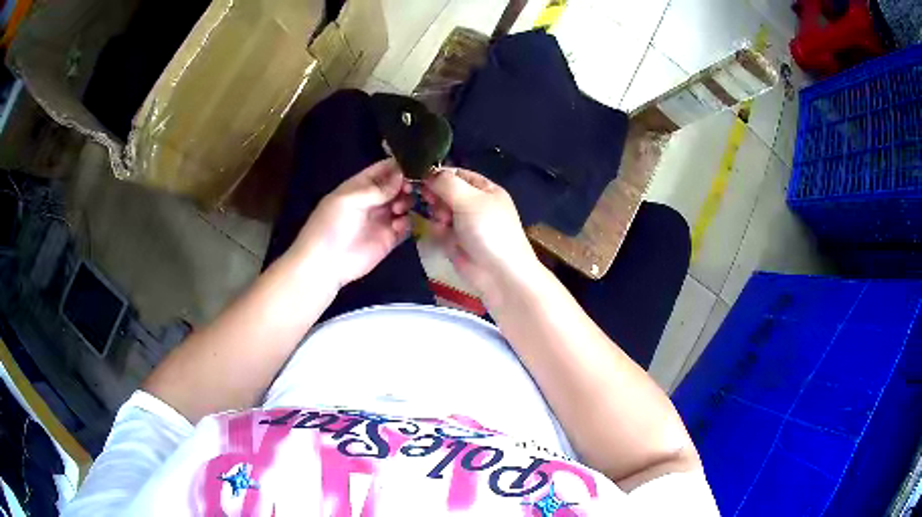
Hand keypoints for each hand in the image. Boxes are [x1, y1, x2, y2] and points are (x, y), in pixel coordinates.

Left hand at [290, 159, 412, 288]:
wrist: (325, 263)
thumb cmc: (331, 225)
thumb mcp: (349, 199)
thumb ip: (376, 189)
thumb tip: (401, 176)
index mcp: (360, 186)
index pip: (383, 169)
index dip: (398, 166)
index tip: (413, 167)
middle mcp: (373, 200)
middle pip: (397, 186)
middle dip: (406, 185)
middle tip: (408, 190)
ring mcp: (382, 219)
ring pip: (404, 204)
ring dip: (407, 203)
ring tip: (398, 210)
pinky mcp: (389, 238)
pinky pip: (405, 226)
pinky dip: (407, 222)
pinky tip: (398, 225)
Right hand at [422, 168, 540, 302]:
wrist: (499, 273)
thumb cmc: (489, 230)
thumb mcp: (470, 199)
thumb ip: (446, 183)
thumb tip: (428, 172)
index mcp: (484, 189)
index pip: (456, 174)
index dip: (439, 175)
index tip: (422, 179)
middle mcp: (474, 203)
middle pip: (444, 192)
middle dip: (436, 196)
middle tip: (430, 201)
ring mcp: (464, 223)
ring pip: (438, 211)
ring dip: (437, 215)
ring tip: (444, 224)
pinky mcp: (455, 242)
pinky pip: (439, 230)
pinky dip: (439, 232)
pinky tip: (445, 238)